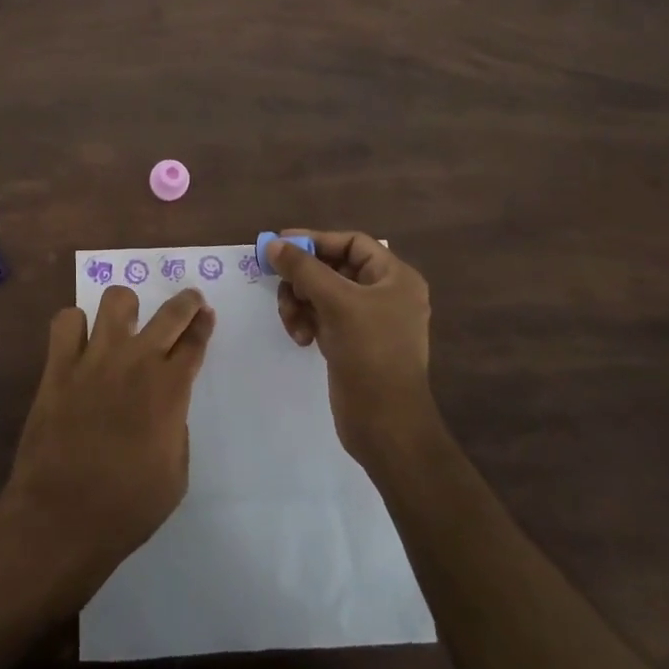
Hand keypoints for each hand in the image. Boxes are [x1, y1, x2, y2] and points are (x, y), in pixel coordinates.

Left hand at [0, 286, 215, 597]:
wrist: (61, 519)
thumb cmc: (127, 508)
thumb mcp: (175, 476)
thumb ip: (176, 429)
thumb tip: (166, 407)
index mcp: (169, 390)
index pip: (194, 342)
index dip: (203, 325)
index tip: (206, 315)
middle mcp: (136, 362)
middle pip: (170, 313)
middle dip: (186, 303)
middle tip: (189, 301)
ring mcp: (94, 359)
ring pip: (116, 300)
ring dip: (127, 307)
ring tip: (127, 321)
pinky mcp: (58, 366)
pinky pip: (66, 321)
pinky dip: (76, 325)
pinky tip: (80, 342)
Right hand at [268, 231, 436, 465]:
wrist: (387, 427)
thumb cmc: (370, 354)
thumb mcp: (336, 303)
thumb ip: (303, 269)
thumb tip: (273, 245)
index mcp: (395, 277)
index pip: (351, 243)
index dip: (315, 240)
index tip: (279, 246)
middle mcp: (385, 294)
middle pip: (333, 267)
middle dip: (304, 278)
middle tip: (280, 285)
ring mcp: (369, 320)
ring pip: (323, 293)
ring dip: (300, 302)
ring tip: (292, 322)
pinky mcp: (354, 343)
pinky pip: (323, 317)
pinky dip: (307, 322)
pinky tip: (300, 339)